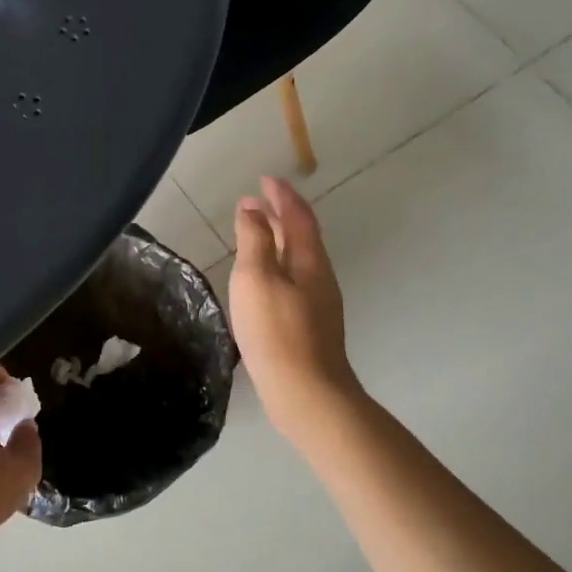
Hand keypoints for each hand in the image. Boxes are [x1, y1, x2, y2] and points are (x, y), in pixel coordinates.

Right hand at [230, 177, 359, 436]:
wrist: (307, 393)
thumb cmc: (276, 331)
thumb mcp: (257, 279)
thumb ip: (254, 240)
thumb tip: (252, 208)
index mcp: (309, 260)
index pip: (297, 215)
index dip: (282, 194)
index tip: (265, 178)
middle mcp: (319, 276)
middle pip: (301, 235)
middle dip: (280, 213)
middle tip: (256, 200)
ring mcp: (318, 302)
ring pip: (298, 258)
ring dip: (278, 239)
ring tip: (256, 232)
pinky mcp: (310, 325)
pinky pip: (294, 279)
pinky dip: (278, 264)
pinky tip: (264, 278)